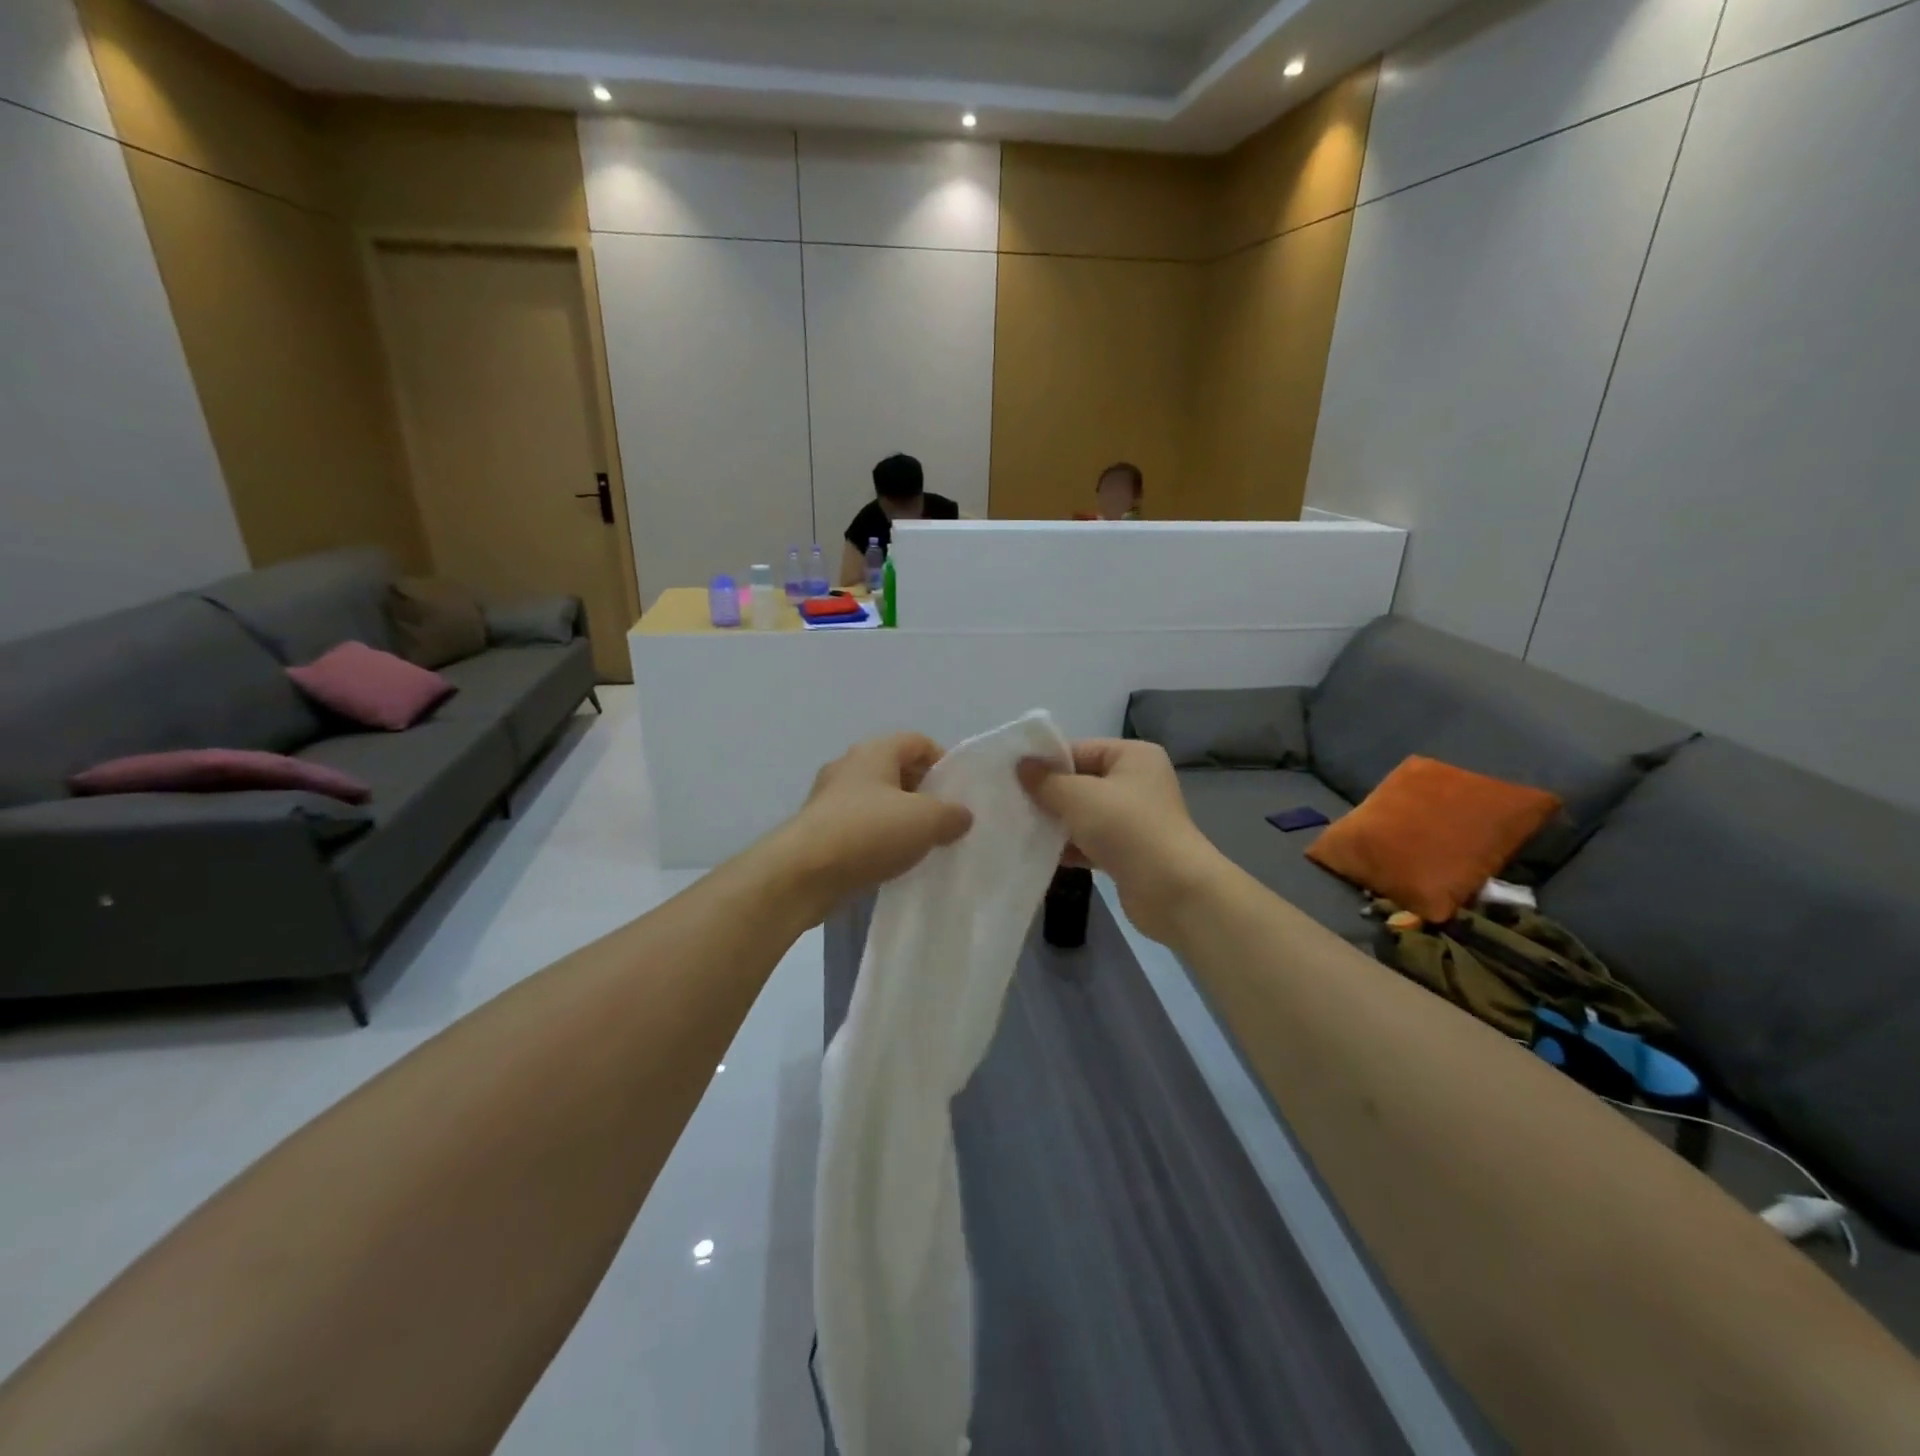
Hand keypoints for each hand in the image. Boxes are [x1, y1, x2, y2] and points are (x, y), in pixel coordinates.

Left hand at [774, 733, 973, 916]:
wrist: (803, 874)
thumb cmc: (868, 833)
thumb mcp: (926, 820)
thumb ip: (952, 814)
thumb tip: (961, 816)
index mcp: (874, 751)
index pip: (918, 742)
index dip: (942, 763)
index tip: (957, 795)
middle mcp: (849, 766)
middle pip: (896, 770)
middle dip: (923, 793)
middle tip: (942, 822)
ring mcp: (829, 798)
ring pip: (876, 800)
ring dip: (899, 819)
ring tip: (920, 846)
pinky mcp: (819, 829)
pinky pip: (858, 826)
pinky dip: (877, 839)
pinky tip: (890, 862)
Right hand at [1018, 739, 1224, 943]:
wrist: (1173, 891)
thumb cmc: (1127, 830)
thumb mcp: (1079, 797)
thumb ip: (1046, 781)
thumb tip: (1021, 766)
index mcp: (1132, 756)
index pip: (1079, 750)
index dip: (1046, 763)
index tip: (1011, 778)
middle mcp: (1136, 782)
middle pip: (1080, 782)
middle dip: (1048, 795)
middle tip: (1010, 804)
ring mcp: (1134, 819)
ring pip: (1083, 814)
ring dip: (1056, 823)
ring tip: (1019, 829)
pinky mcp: (1128, 852)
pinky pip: (1090, 841)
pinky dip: (1069, 847)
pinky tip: (1039, 854)